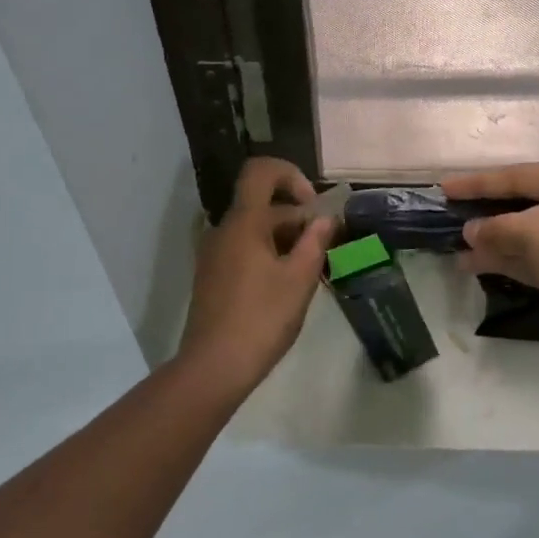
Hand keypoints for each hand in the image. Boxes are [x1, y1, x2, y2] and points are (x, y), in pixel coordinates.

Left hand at [174, 157, 334, 391]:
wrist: (214, 366)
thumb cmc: (262, 319)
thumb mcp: (300, 280)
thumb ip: (316, 242)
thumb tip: (326, 218)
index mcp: (244, 222)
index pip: (260, 171)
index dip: (290, 175)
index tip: (313, 206)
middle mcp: (224, 230)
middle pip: (262, 204)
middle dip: (296, 218)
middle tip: (323, 250)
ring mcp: (214, 253)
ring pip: (254, 229)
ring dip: (284, 239)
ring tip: (308, 271)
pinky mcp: (212, 275)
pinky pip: (243, 249)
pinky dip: (267, 254)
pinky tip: (285, 286)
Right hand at [443, 162, 538, 358]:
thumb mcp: (538, 234)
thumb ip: (498, 228)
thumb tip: (471, 231)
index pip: (522, 175)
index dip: (479, 183)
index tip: (444, 189)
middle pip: (531, 205)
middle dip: (491, 217)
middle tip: (451, 221)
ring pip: (537, 237)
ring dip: (500, 244)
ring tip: (460, 252)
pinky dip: (518, 263)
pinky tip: (486, 268)